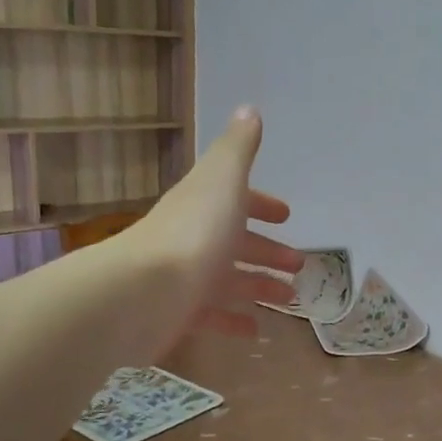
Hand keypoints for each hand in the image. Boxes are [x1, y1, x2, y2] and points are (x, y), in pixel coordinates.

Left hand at [130, 106, 302, 348]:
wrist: (143, 292)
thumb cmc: (195, 232)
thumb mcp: (223, 180)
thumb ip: (239, 148)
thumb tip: (250, 110)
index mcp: (206, 204)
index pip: (236, 199)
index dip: (261, 204)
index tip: (286, 216)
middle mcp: (194, 237)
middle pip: (236, 242)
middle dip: (267, 250)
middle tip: (298, 265)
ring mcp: (186, 276)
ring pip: (229, 280)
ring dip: (260, 286)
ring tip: (290, 299)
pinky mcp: (179, 313)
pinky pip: (213, 316)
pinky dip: (235, 321)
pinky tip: (256, 330)